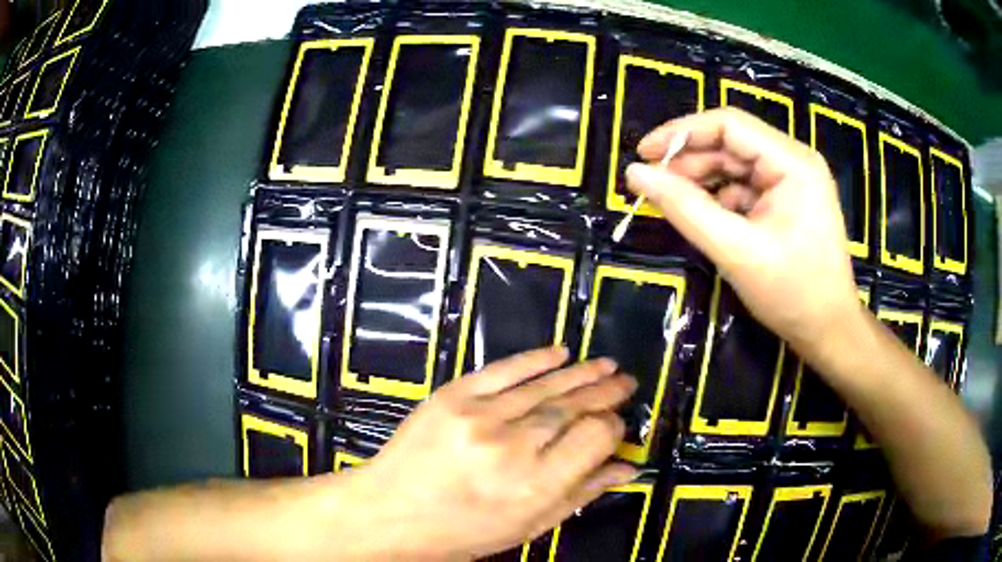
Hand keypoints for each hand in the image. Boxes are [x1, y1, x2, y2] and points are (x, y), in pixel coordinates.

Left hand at [345, 347, 637, 559]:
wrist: (389, 512)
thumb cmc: (461, 532)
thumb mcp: (527, 527)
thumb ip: (581, 494)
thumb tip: (627, 467)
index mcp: (534, 486)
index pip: (595, 438)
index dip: (613, 428)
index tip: (617, 426)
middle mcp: (512, 447)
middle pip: (574, 408)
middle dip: (605, 393)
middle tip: (626, 382)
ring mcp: (479, 415)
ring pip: (545, 386)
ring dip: (581, 373)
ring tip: (606, 365)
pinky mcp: (452, 395)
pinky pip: (504, 369)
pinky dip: (535, 359)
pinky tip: (561, 352)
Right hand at [626, 107, 861, 355]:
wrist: (828, 332)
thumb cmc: (793, 294)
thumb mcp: (736, 251)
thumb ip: (686, 209)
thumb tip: (635, 174)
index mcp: (792, 163)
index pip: (729, 125)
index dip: (681, 133)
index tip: (643, 153)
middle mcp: (793, 162)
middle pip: (731, 144)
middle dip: (690, 161)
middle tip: (652, 186)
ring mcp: (791, 182)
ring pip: (735, 166)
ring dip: (702, 181)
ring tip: (672, 203)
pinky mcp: (786, 203)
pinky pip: (744, 189)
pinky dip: (719, 200)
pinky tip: (702, 218)